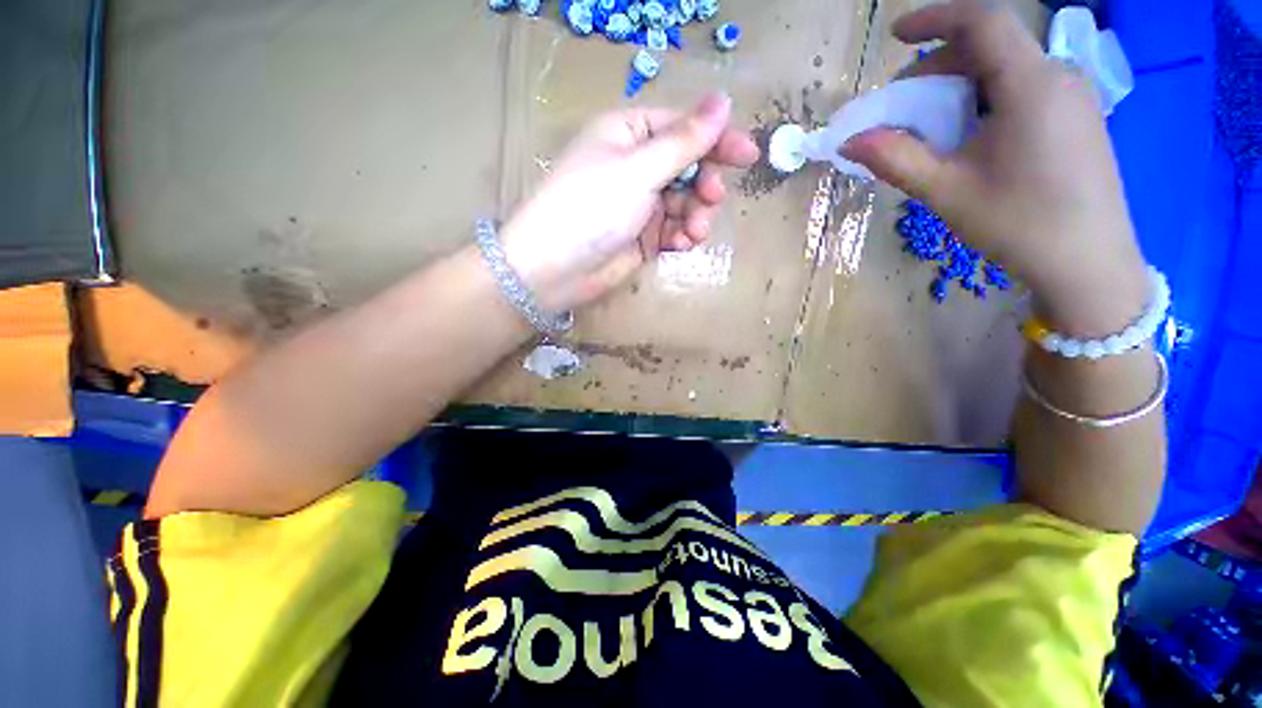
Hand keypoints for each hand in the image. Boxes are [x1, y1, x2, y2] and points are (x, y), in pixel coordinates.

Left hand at [500, 92, 758, 313]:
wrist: (555, 270)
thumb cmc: (591, 208)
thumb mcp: (639, 170)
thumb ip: (683, 141)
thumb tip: (723, 101)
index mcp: (628, 134)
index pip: (682, 127)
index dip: (716, 139)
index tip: (748, 155)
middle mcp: (635, 166)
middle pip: (687, 166)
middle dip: (704, 183)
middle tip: (712, 198)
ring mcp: (639, 204)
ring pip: (684, 202)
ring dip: (696, 215)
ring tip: (693, 231)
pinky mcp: (641, 236)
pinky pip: (673, 229)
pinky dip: (682, 235)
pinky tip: (681, 244)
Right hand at [842, 0, 1148, 335]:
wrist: (1089, 264)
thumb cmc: (1018, 224)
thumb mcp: (947, 191)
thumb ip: (896, 159)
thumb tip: (850, 141)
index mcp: (1031, 84)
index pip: (982, 22)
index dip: (935, 18)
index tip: (896, 35)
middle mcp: (1058, 76)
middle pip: (991, 47)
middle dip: (938, 66)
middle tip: (902, 106)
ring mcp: (1074, 96)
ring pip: (1006, 70)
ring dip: (960, 87)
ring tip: (931, 127)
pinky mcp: (1078, 117)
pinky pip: (1024, 89)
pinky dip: (985, 100)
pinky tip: (970, 137)